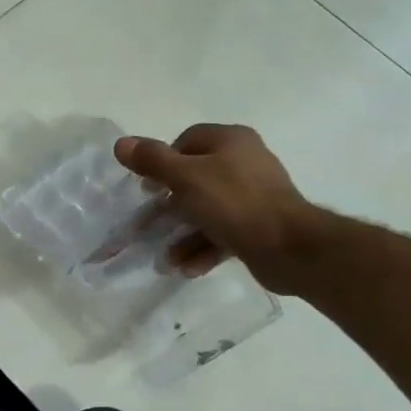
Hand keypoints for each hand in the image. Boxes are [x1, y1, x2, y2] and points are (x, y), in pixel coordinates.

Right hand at [115, 125, 319, 292]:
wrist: (289, 247)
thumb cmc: (234, 203)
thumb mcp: (186, 178)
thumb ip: (153, 161)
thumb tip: (121, 143)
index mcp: (231, 141)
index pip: (187, 141)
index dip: (163, 162)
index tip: (147, 187)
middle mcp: (245, 163)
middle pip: (195, 179)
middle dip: (169, 207)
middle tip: (148, 224)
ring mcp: (254, 196)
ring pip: (208, 211)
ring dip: (183, 235)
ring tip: (165, 259)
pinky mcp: (258, 226)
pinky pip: (223, 233)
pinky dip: (204, 249)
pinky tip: (187, 269)